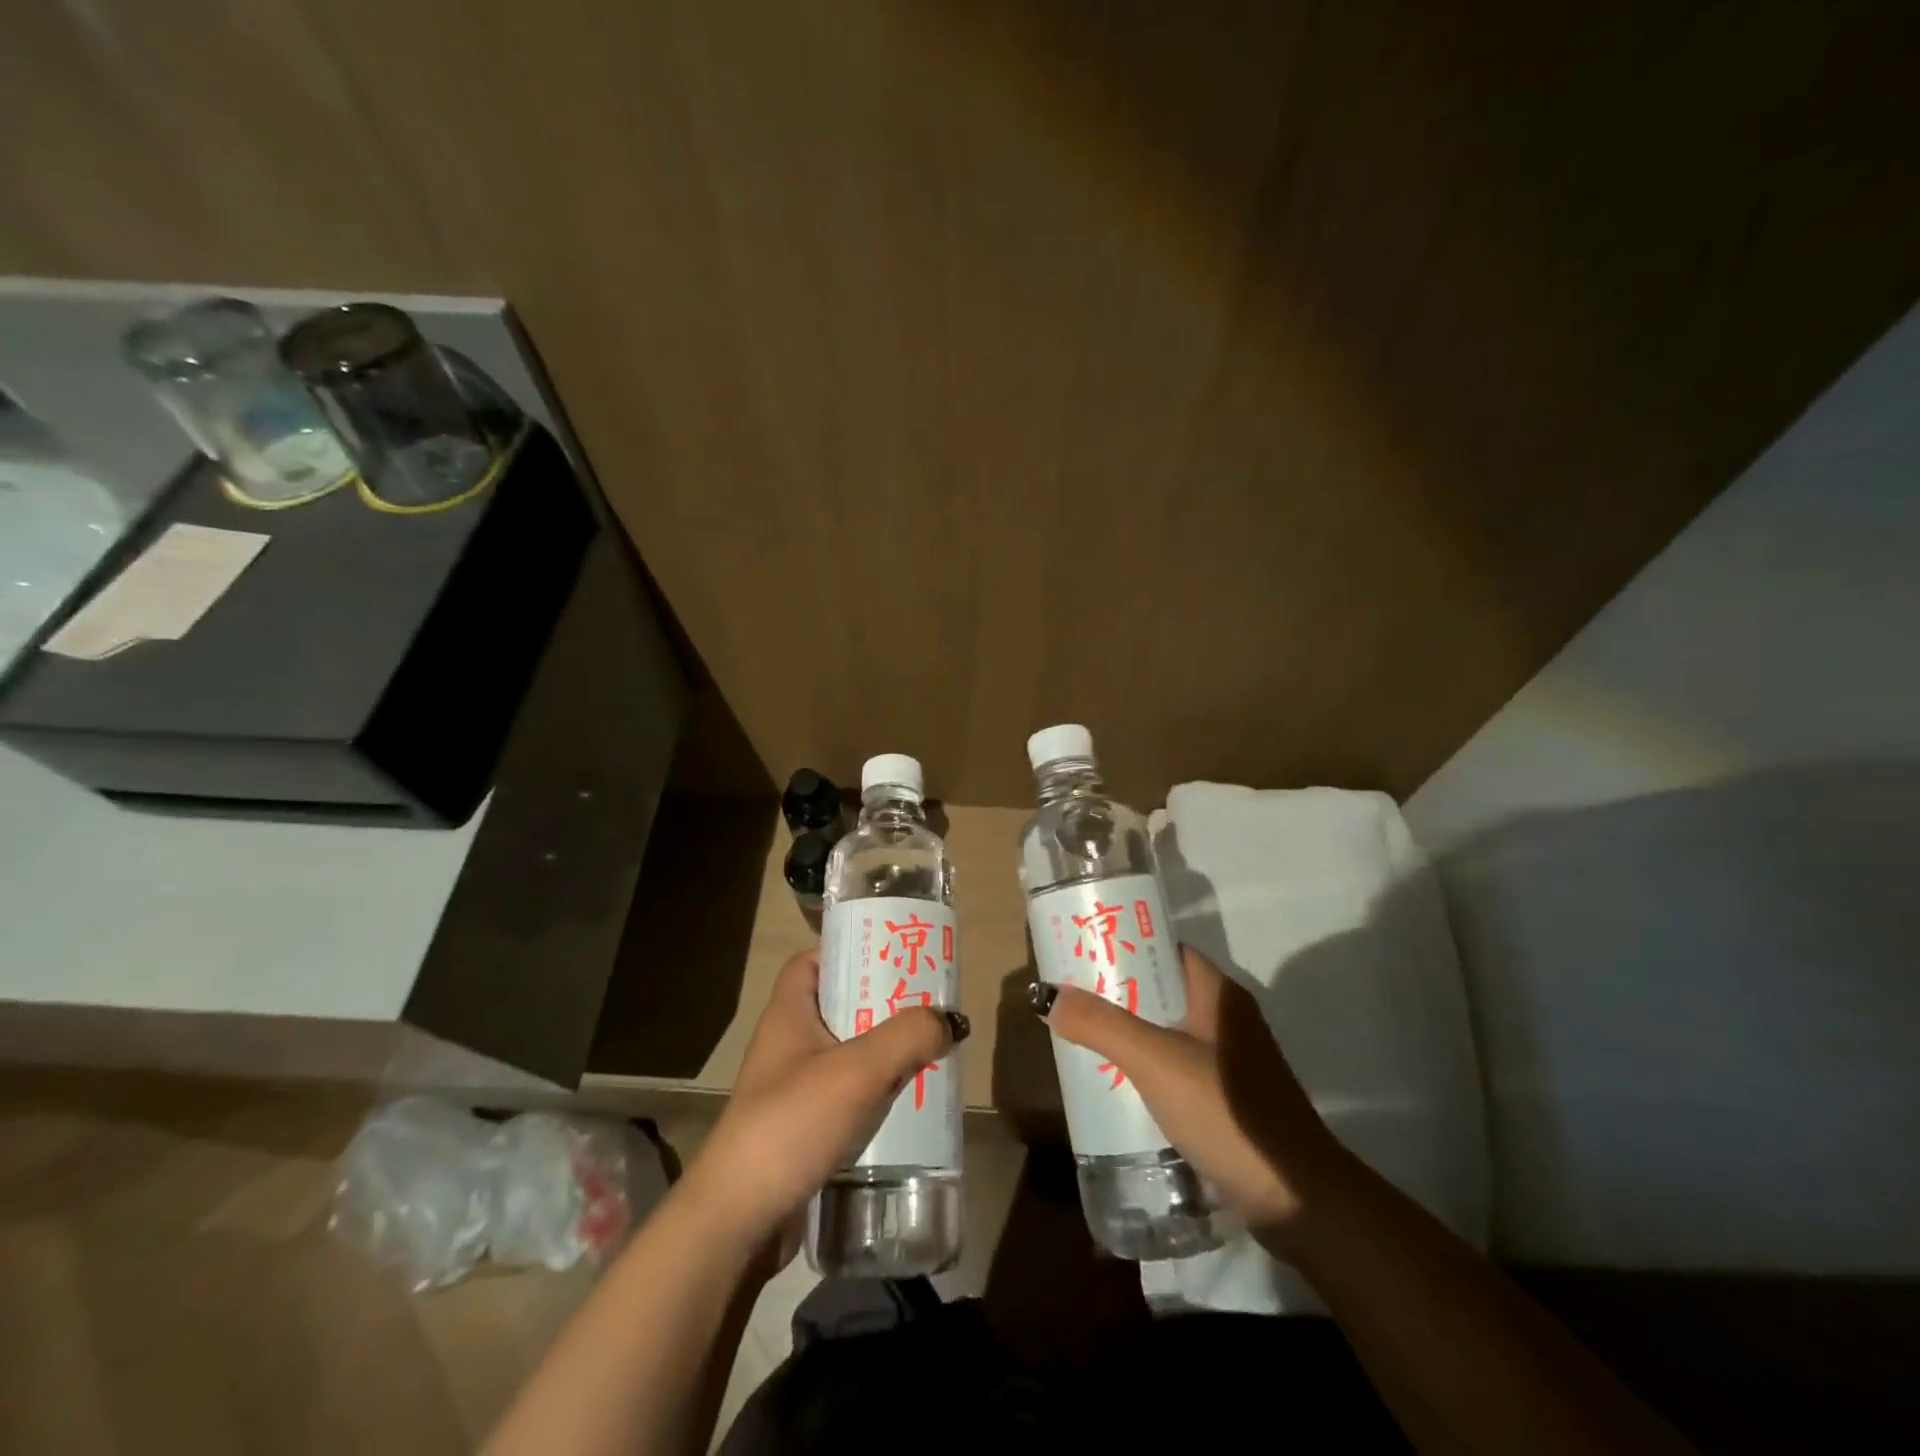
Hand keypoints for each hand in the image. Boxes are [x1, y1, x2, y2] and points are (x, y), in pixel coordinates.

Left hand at [682, 949, 965, 1264]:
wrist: (738, 1223)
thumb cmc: (790, 1125)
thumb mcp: (857, 1071)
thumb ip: (907, 1037)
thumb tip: (950, 1019)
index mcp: (789, 1015)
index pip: (811, 962)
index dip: (847, 950)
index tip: (890, 954)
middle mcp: (789, 1046)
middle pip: (839, 1006)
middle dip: (882, 1003)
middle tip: (926, 1003)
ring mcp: (794, 1090)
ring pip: (849, 1054)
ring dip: (886, 1051)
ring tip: (930, 1049)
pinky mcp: (804, 1130)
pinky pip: (849, 1097)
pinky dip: (878, 1094)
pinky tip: (910, 1102)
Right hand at [1038, 945, 1347, 1248]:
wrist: (1299, 1199)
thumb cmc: (1228, 1112)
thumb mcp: (1156, 1062)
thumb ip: (1103, 1026)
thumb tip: (1052, 998)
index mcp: (1218, 995)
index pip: (1166, 949)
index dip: (1126, 943)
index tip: (1083, 949)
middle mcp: (1227, 1019)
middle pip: (1163, 990)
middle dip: (1118, 992)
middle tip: (1071, 997)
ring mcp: (1231, 1061)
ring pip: (1168, 1031)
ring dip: (1130, 1032)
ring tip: (1083, 1037)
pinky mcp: (1229, 1099)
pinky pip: (1177, 1067)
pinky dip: (1147, 1067)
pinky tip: (1117, 1084)